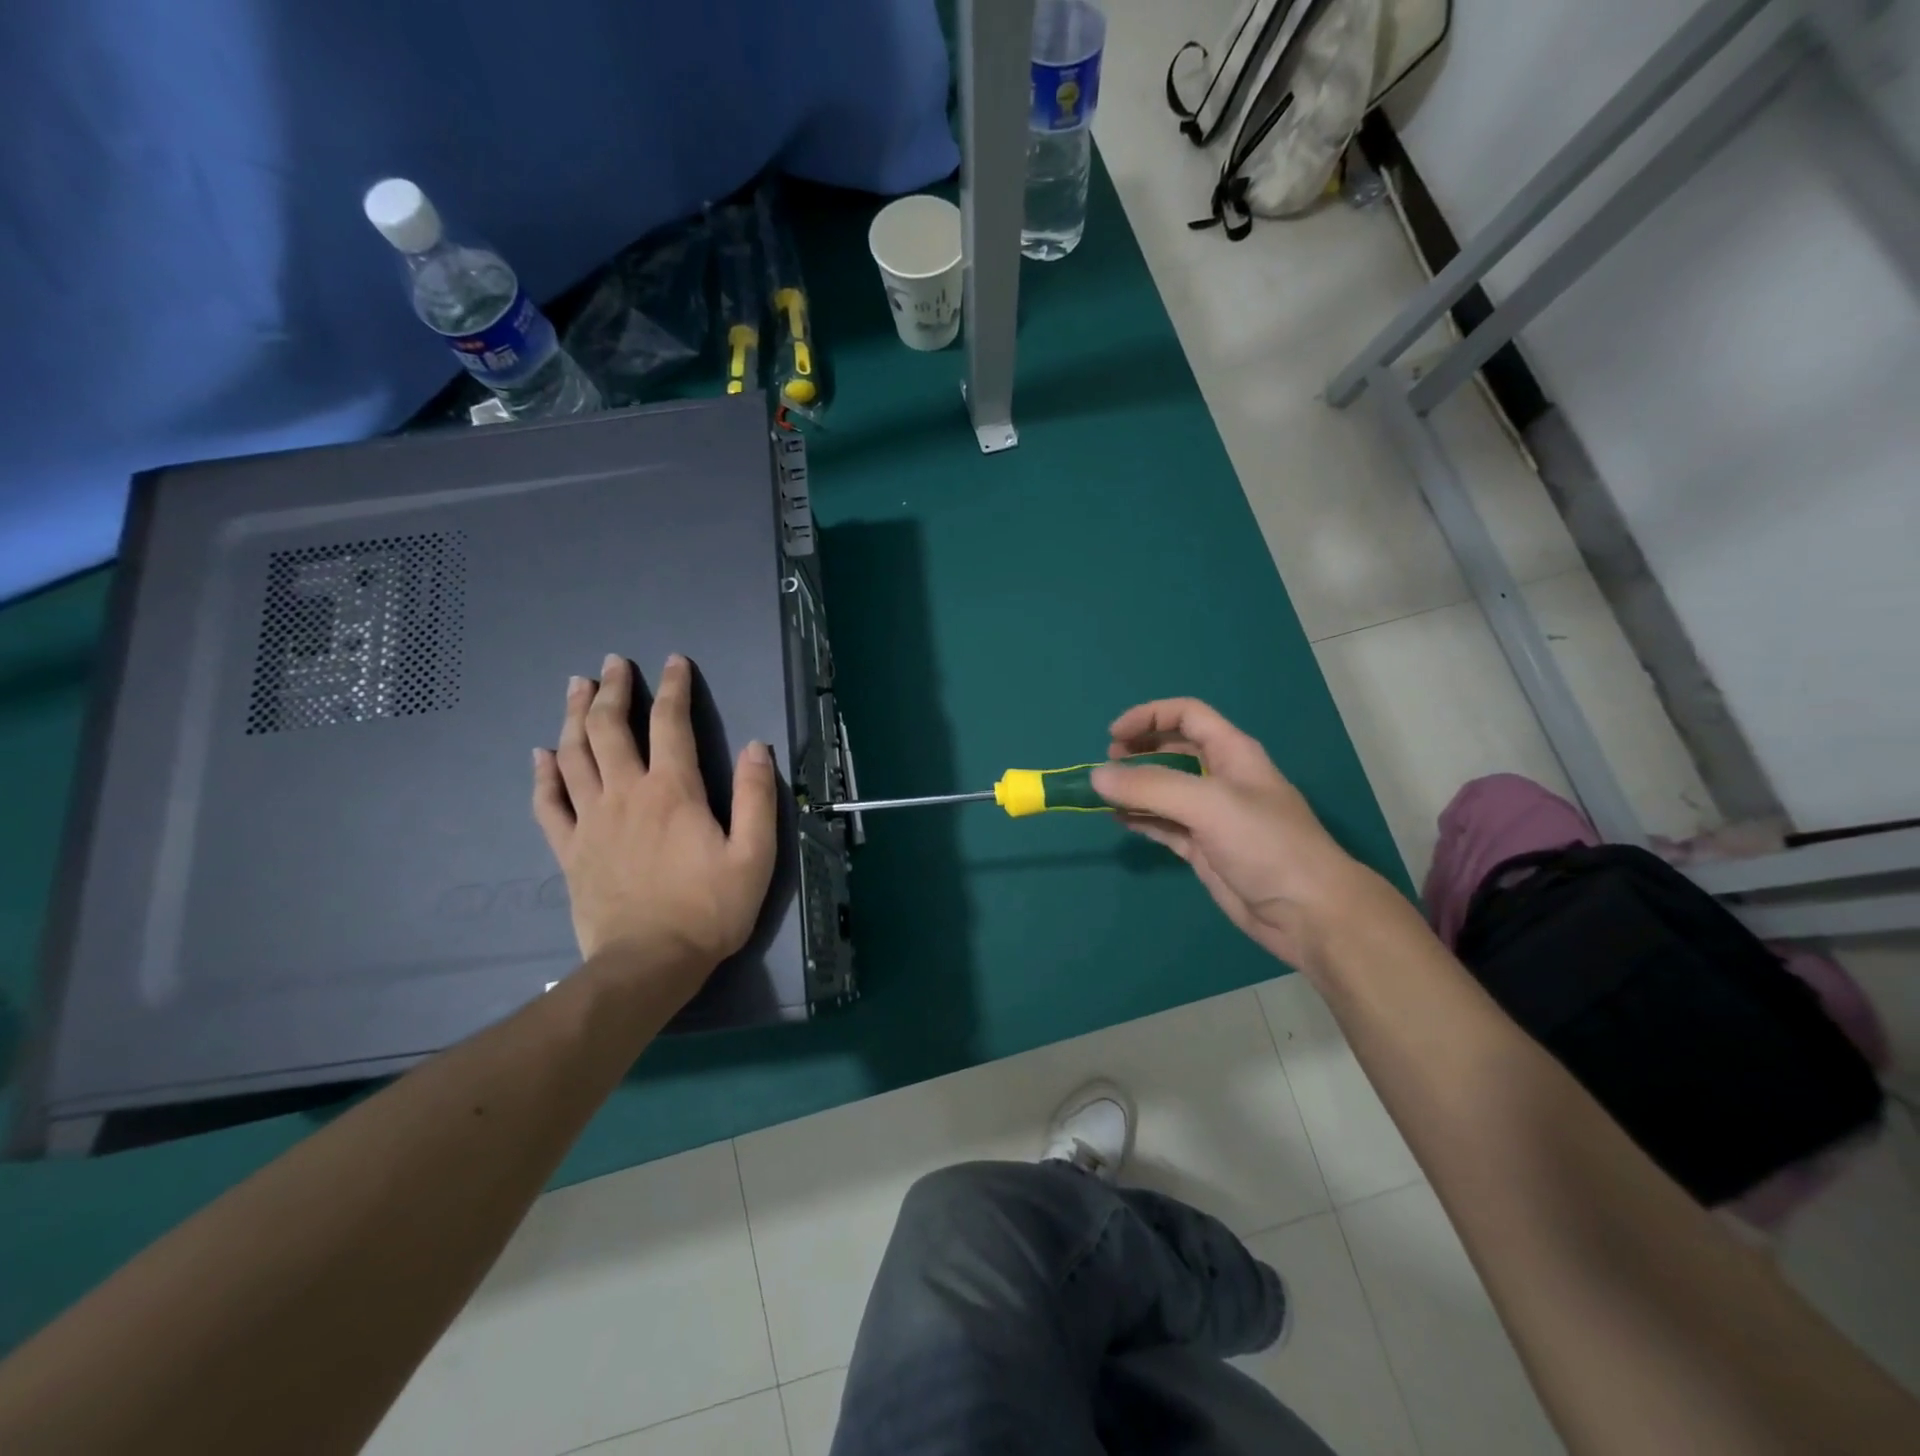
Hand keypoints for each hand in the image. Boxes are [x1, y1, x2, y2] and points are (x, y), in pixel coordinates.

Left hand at [532, 654, 777, 1005]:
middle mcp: (626, 793)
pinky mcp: (570, 849)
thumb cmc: (708, 909)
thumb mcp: (754, 855)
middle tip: (614, 663)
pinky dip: (544, 775)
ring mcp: (591, 820)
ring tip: (577, 686)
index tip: (674, 661)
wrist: (648, 964)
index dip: (674, 687)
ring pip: (575, 755)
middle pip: (610, 728)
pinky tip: (542, 755)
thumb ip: (757, 798)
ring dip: (575, 716)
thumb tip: (757, 747)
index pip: (671, 723)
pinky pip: (549, 803)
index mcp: (673, 790)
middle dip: (612, 689)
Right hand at [1090, 697, 1392, 973]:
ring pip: (1163, 790)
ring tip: (1101, 795)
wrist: (1306, 913)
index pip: (1187, 715)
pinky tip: (1119, 820)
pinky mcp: (1202, 848)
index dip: (1150, 717)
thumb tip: (1096, 776)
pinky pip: (1163, 824)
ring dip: (1133, 788)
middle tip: (1106, 767)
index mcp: (1231, 753)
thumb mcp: (1208, 804)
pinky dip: (1140, 819)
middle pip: (1171, 750)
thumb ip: (1151, 787)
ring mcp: (1210, 816)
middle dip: (1137, 752)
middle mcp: (1219, 778)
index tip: (1113, 736)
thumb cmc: (1265, 844)